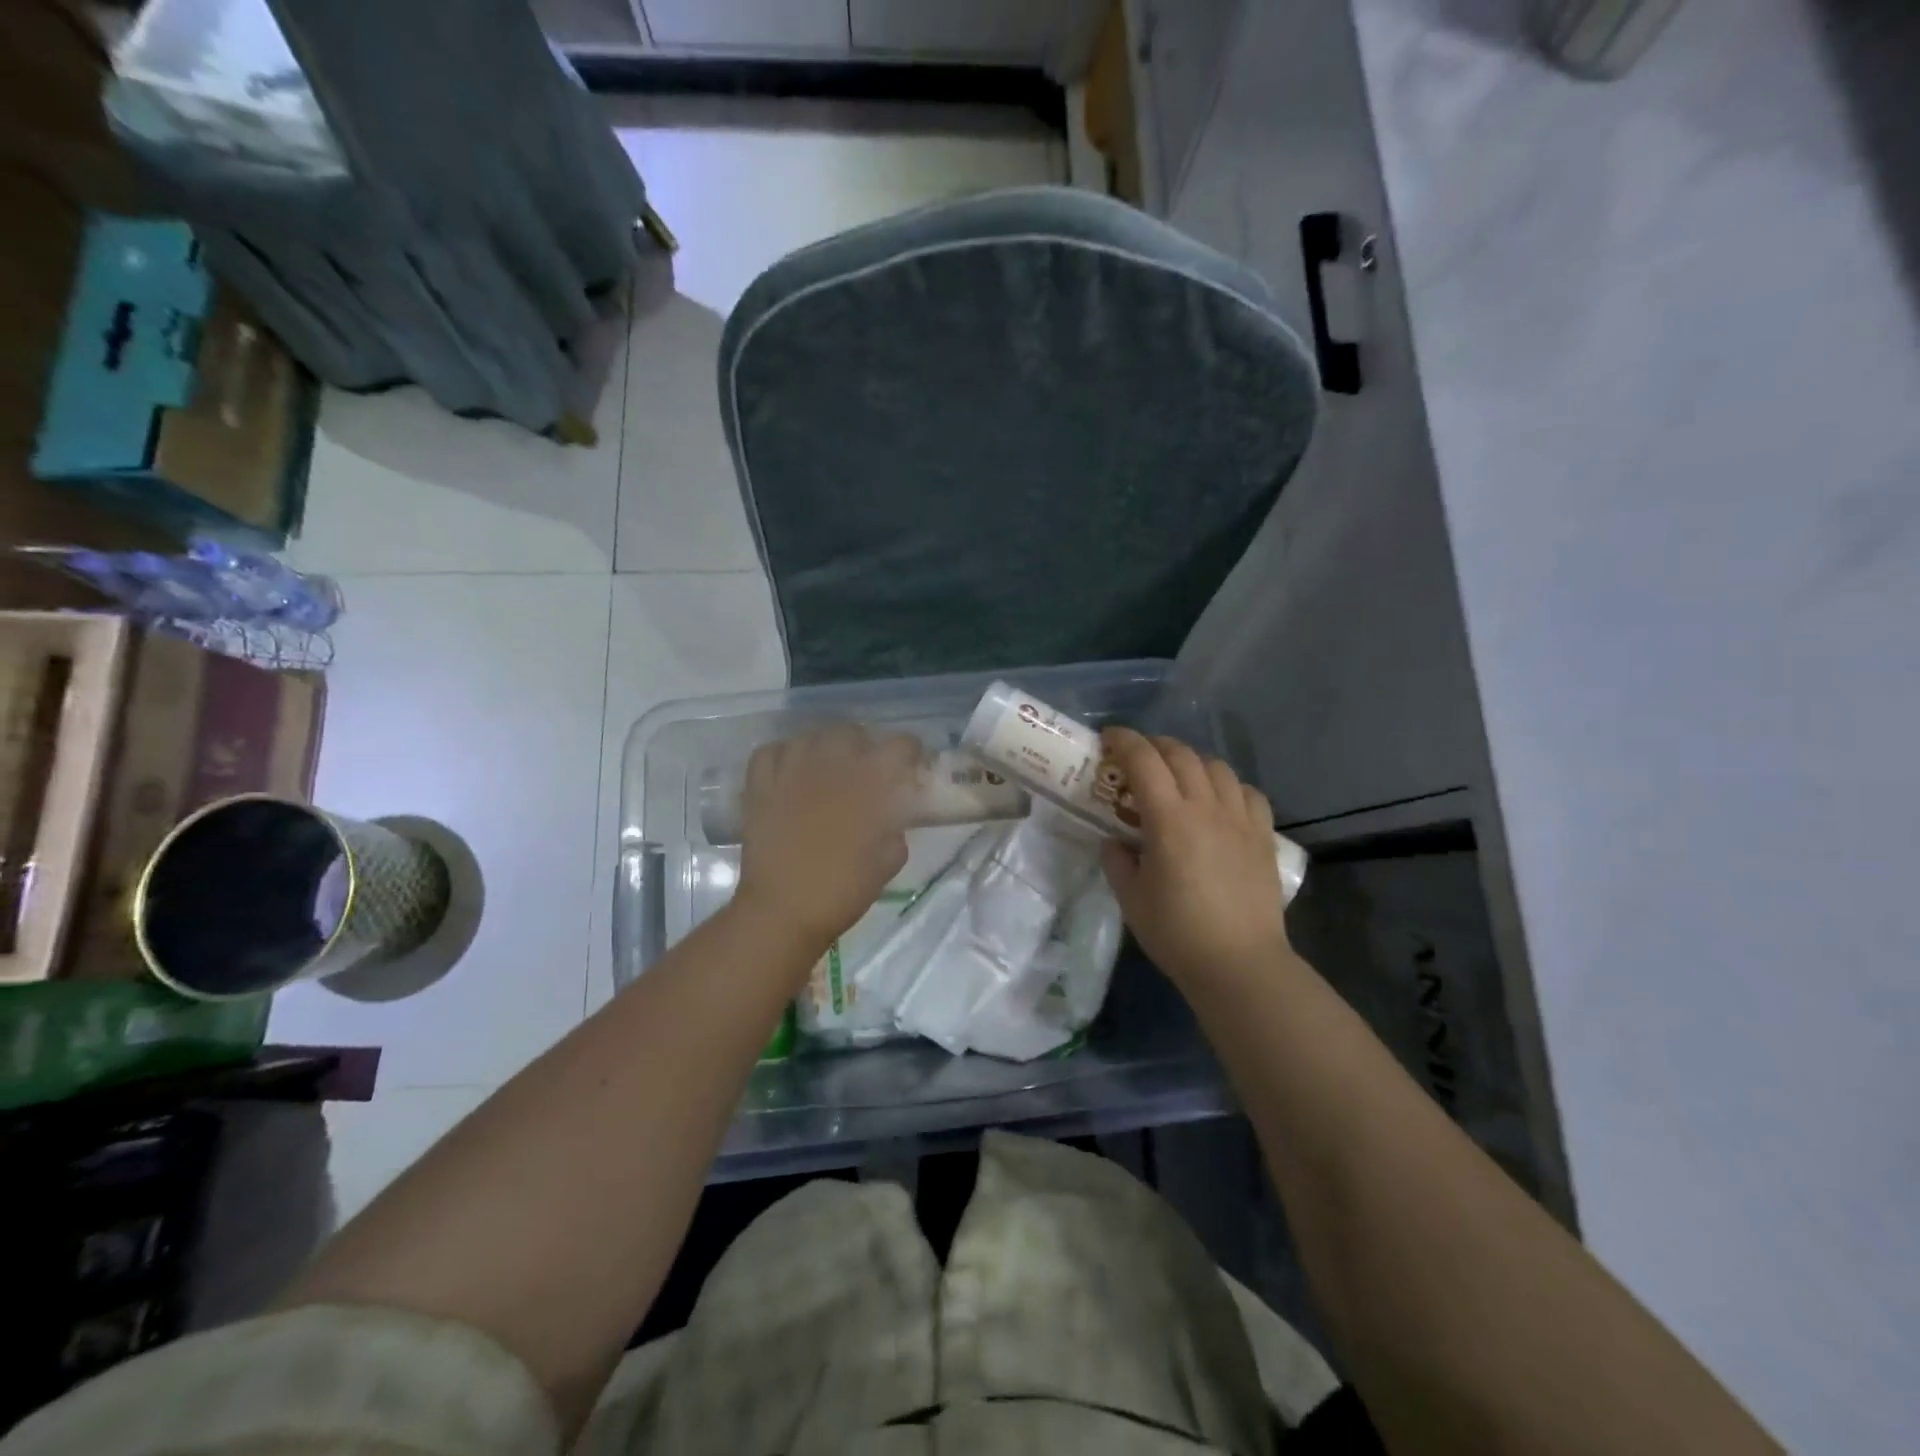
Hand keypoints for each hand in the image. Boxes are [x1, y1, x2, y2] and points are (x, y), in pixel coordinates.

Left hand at [733, 724, 920, 958]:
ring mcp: (790, 773)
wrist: (784, 911)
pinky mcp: (760, 786)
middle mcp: (829, 767)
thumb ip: (896, 828)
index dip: (909, 752)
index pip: (899, 746)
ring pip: (809, 736)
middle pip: (851, 732)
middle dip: (863, 745)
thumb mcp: (888, 861)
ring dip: (823, 747)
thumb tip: (893, 814)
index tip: (909, 766)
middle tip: (864, 768)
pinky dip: (782, 755)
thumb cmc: (843, 891)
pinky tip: (790, 771)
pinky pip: (770, 752)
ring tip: (825, 767)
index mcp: (867, 785)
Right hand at [1098, 728, 1291, 988]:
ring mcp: (1240, 819)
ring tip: (1177, 777)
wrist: (1239, 964)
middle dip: (1154, 746)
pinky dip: (1227, 786)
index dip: (1124, 741)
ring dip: (1191, 762)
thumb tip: (1115, 840)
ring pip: (1217, 767)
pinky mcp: (1263, 836)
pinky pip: (1248, 793)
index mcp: (1169, 819)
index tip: (1108, 738)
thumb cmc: (1177, 932)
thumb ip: (1117, 860)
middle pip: (1181, 755)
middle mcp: (1207, 807)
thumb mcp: (1131, 897)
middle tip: (1136, 758)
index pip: (1144, 760)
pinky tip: (1218, 801)